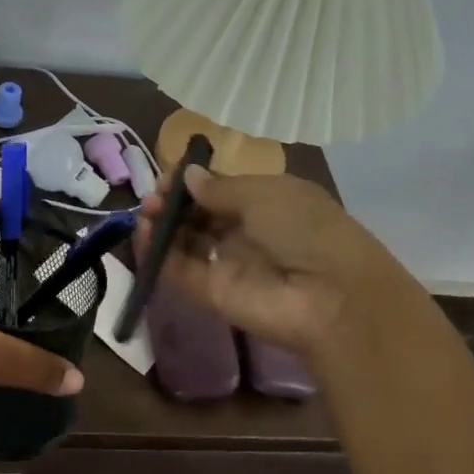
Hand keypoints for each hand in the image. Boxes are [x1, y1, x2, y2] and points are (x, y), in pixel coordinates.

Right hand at [137, 167, 396, 361]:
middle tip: (153, 197)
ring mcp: (227, 264)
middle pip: (200, 215)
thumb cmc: (304, 229)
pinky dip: (157, 253)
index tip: (171, 177)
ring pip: (185, 242)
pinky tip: (142, 233)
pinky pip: (179, 270)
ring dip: (161, 225)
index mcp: (267, 203)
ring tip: (145, 213)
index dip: (194, 182)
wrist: (331, 297)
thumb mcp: (265, 194)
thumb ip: (219, 188)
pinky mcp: (211, 293)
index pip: (221, 190)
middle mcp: (246, 232)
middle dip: (174, 203)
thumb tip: (188, 176)